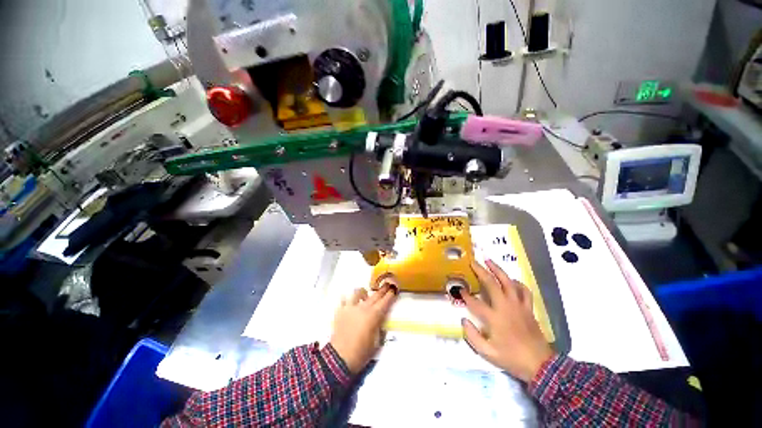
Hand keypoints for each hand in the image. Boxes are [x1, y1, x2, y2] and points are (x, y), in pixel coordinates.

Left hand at [330, 285, 397, 373]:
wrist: (339, 359)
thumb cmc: (361, 353)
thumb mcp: (376, 343)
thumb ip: (380, 329)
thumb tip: (381, 321)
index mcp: (373, 316)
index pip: (385, 301)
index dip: (390, 294)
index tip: (394, 289)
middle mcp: (363, 308)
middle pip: (374, 295)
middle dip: (382, 289)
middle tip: (386, 285)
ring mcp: (350, 307)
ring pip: (358, 292)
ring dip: (363, 292)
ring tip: (365, 295)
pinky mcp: (340, 311)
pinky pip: (343, 299)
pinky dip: (347, 299)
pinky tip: (349, 302)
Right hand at [461, 260, 554, 382]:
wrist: (541, 365)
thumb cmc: (512, 358)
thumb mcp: (488, 353)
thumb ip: (472, 337)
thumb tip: (463, 320)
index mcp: (494, 318)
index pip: (475, 303)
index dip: (465, 295)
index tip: (459, 290)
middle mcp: (505, 307)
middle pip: (492, 284)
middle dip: (481, 271)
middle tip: (473, 262)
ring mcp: (518, 306)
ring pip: (508, 282)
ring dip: (498, 270)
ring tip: (489, 261)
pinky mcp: (528, 308)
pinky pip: (524, 290)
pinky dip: (517, 283)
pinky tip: (511, 280)